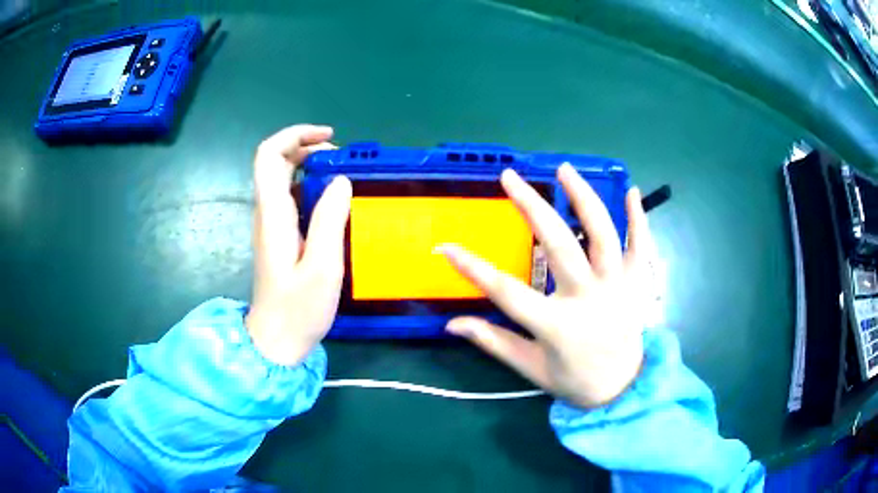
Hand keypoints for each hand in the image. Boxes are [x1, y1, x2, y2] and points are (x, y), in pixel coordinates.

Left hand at [245, 125, 351, 365]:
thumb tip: (340, 181)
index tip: (328, 139)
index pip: (269, 156)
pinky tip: (333, 203)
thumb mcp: (323, 267)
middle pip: (275, 162)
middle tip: (342, 160)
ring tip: (344, 177)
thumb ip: (330, 220)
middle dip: (307, 148)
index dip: (294, 136)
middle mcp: (267, 214)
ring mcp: (271, 226)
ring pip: (283, 179)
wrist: (276, 341)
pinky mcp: (279, 238)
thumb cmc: (298, 310)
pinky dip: (311, 188)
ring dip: (310, 167)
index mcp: (274, 215)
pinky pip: (291, 199)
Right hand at [440, 164, 652, 408]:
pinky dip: (638, 218)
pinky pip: (640, 245)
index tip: (447, 247)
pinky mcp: (638, 282)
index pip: (506, 291)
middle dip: (530, 207)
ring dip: (583, 198)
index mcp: (557, 325)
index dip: (473, 268)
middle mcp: (588, 298)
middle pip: (557, 244)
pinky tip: (631, 191)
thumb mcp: (530, 367)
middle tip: (510, 178)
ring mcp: (617, 286)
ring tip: (563, 169)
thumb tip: (451, 324)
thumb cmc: (574, 381)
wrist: (623, 389)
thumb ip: (493, 342)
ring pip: (601, 234)